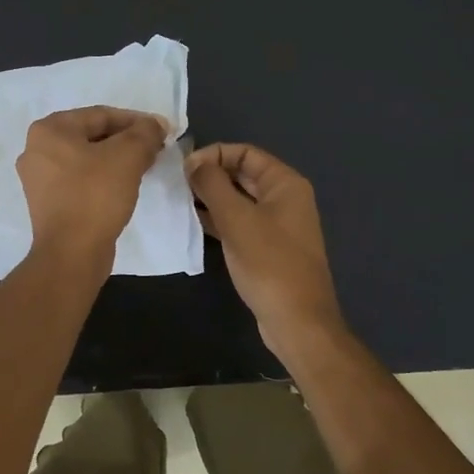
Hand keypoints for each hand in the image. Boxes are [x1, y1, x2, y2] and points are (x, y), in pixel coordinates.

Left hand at [16, 107, 166, 268]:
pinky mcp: (47, 202)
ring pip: (87, 158)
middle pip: (92, 135)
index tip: (161, 131)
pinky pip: (80, 179)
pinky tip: (124, 186)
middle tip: (155, 149)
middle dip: (126, 140)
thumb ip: (145, 133)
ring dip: (116, 159)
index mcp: (49, 130)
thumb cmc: (95, 195)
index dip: (136, 121)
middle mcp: (36, 149)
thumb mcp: (128, 156)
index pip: (100, 115)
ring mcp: (39, 178)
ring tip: (144, 166)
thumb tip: (156, 125)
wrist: (72, 253)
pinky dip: (102, 177)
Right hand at [186, 142, 344, 355]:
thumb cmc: (269, 264)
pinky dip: (219, 219)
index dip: (214, 154)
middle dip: (211, 175)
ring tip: (179, 201)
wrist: (297, 321)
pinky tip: (193, 223)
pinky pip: (240, 222)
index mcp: (285, 184)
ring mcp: (278, 225)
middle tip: (177, 184)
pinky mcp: (268, 248)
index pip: (246, 152)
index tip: (184, 168)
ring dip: (212, 198)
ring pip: (240, 200)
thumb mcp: (237, 220)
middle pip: (243, 174)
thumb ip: (213, 185)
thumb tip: (194, 163)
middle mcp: (285, 198)